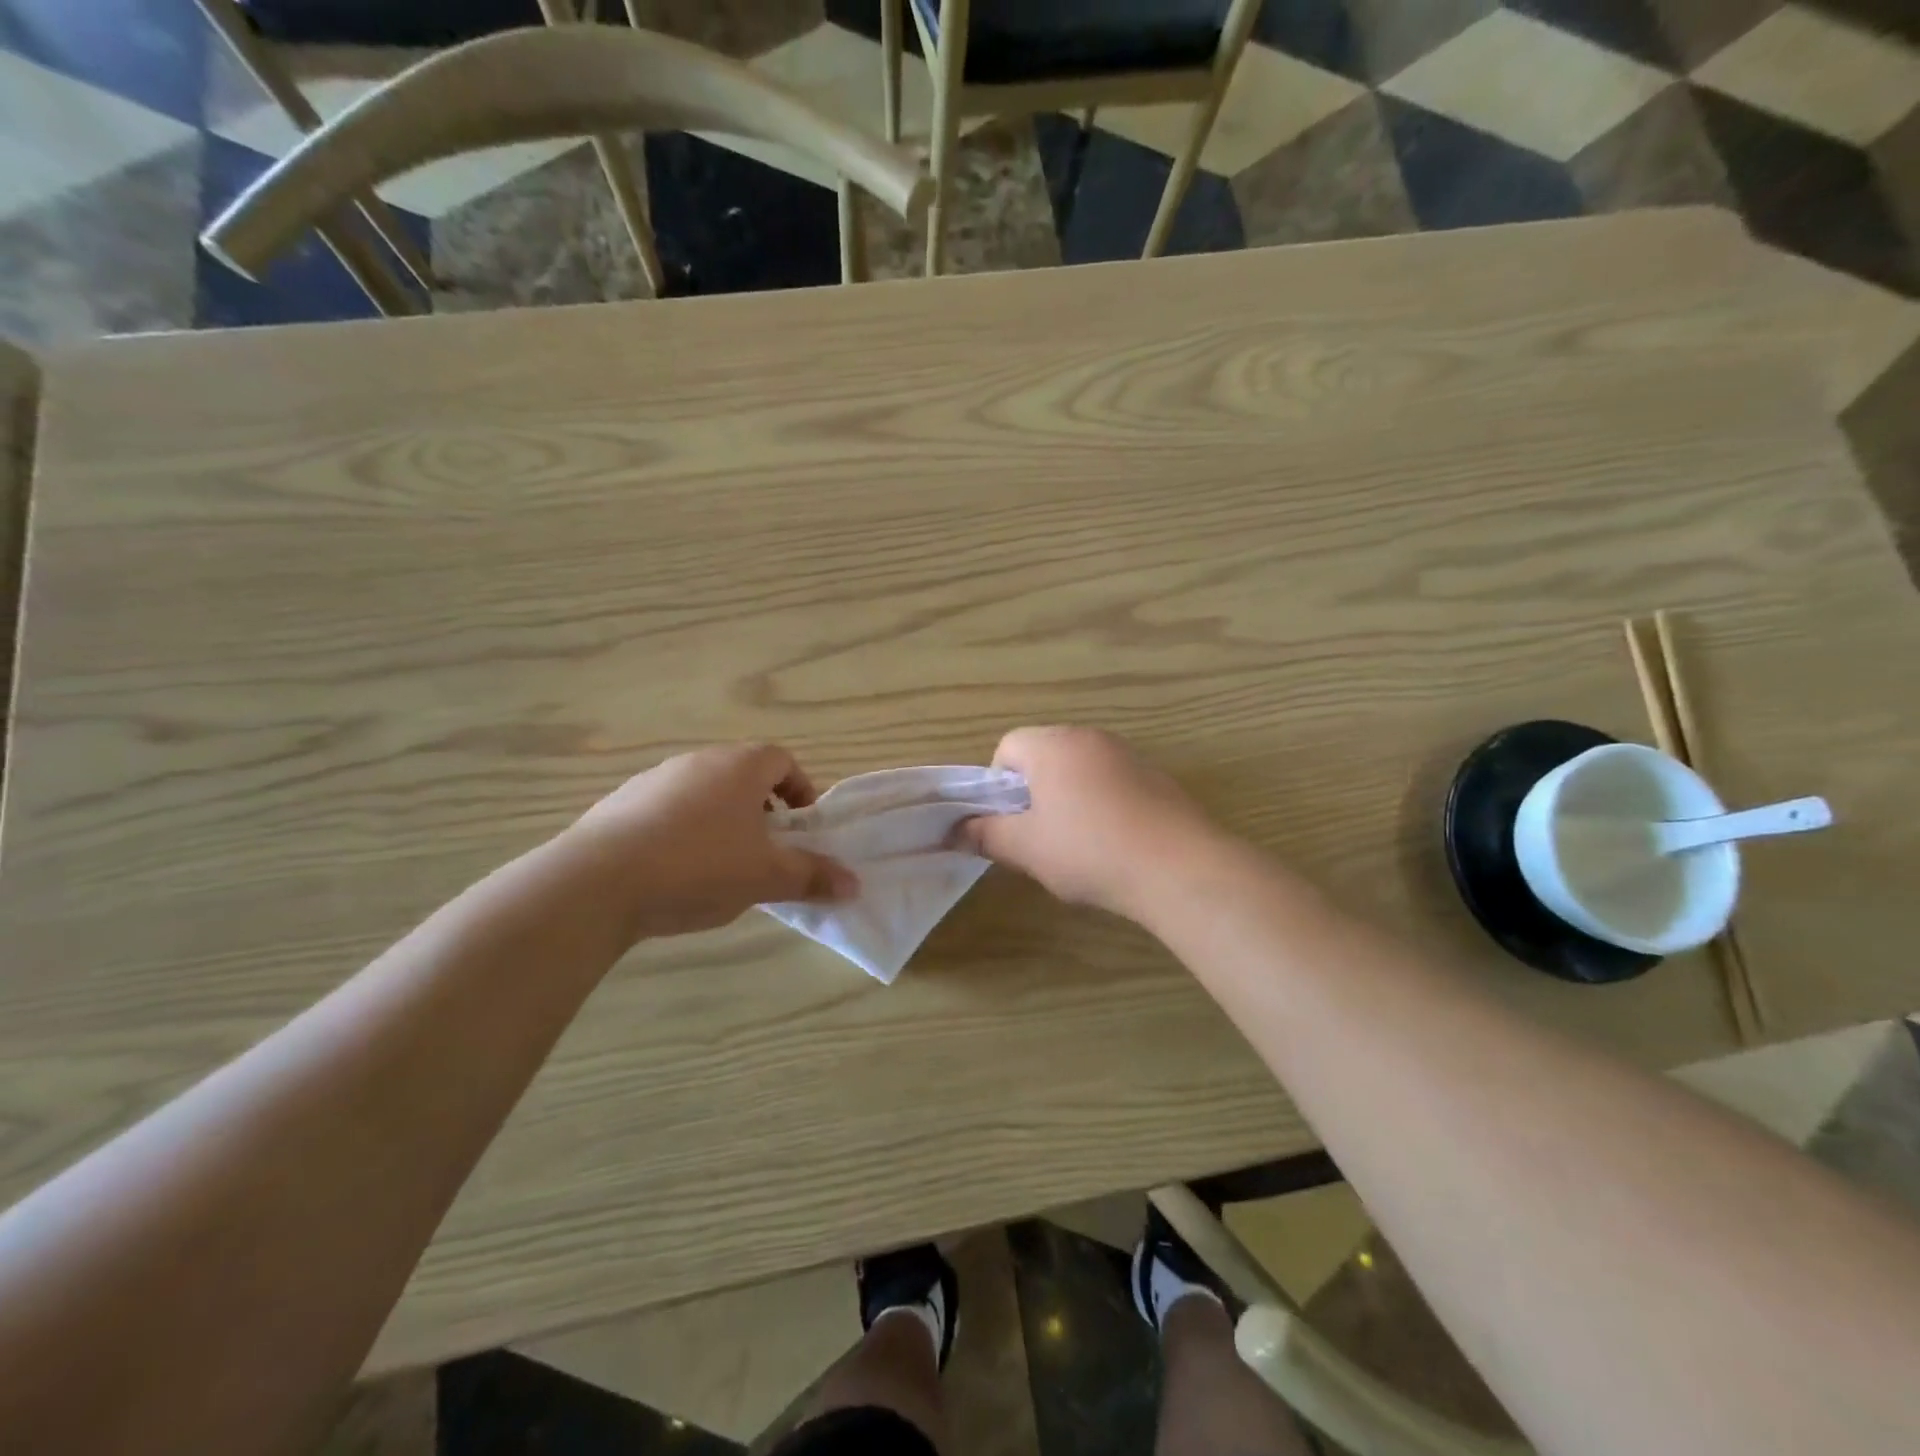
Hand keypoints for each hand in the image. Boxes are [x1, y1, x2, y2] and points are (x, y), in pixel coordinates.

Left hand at [572, 744, 856, 938]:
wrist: (597, 882)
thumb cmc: (699, 866)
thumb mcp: (766, 877)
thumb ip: (812, 876)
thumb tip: (853, 884)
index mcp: (740, 767)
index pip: (782, 760)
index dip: (800, 789)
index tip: (802, 827)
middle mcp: (698, 761)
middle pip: (743, 774)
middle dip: (763, 809)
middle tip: (766, 849)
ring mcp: (654, 779)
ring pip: (704, 792)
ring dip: (722, 819)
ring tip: (721, 865)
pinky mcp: (619, 803)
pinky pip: (666, 809)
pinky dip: (682, 830)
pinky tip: (674, 871)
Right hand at [959, 726, 1221, 919]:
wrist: (1178, 867)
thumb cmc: (1088, 850)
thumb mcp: (1026, 848)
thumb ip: (985, 835)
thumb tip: (954, 831)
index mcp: (1053, 744)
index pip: (1007, 747)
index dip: (997, 786)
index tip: (1009, 823)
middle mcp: (1089, 738)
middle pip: (1044, 755)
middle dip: (1033, 793)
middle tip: (1037, 837)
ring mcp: (1127, 755)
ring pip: (1078, 770)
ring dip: (1067, 799)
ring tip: (1077, 846)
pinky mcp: (1156, 777)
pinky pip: (1112, 783)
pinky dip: (1102, 806)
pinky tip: (1113, 844)